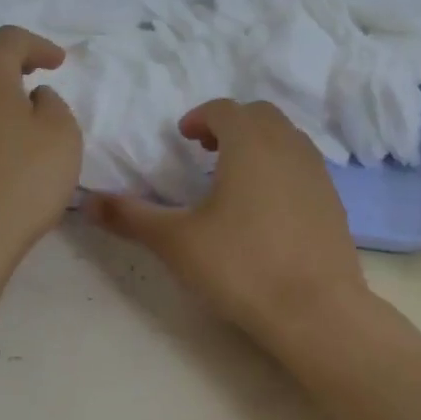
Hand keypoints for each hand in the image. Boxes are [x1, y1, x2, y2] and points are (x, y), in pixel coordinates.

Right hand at [86, 99, 367, 341]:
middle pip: (259, 114)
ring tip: (234, 175)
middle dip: (230, 123)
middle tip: (205, 150)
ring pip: (286, 136)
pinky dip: (281, 165)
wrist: (316, 310)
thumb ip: (131, 217)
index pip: (224, 108)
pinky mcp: (333, 199)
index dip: (199, 116)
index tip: (183, 137)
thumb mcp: (176, 243)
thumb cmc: (241, 267)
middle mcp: (288, 146)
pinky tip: (266, 205)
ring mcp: (317, 172)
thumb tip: (87, 202)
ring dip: (258, 141)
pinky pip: (303, 163)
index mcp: (250, 143)